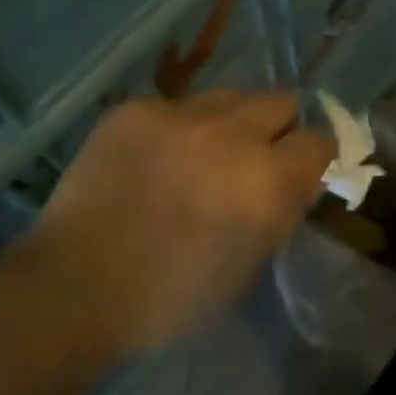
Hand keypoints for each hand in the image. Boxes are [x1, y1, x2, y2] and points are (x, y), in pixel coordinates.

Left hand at [25, 90, 333, 353]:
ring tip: (197, 155)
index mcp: (267, 181)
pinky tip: (150, 160)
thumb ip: (282, 210)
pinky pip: (175, 105)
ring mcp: (180, 114)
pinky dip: (174, 129)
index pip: (318, 140)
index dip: (311, 157)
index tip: (297, 170)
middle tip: (251, 156)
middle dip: (276, 127)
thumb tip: (298, 177)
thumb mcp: (250, 264)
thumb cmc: (172, 297)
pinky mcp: (136, 108)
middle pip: (280, 101)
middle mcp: (232, 134)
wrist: (77, 287)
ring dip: (227, 123)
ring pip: (229, 97)